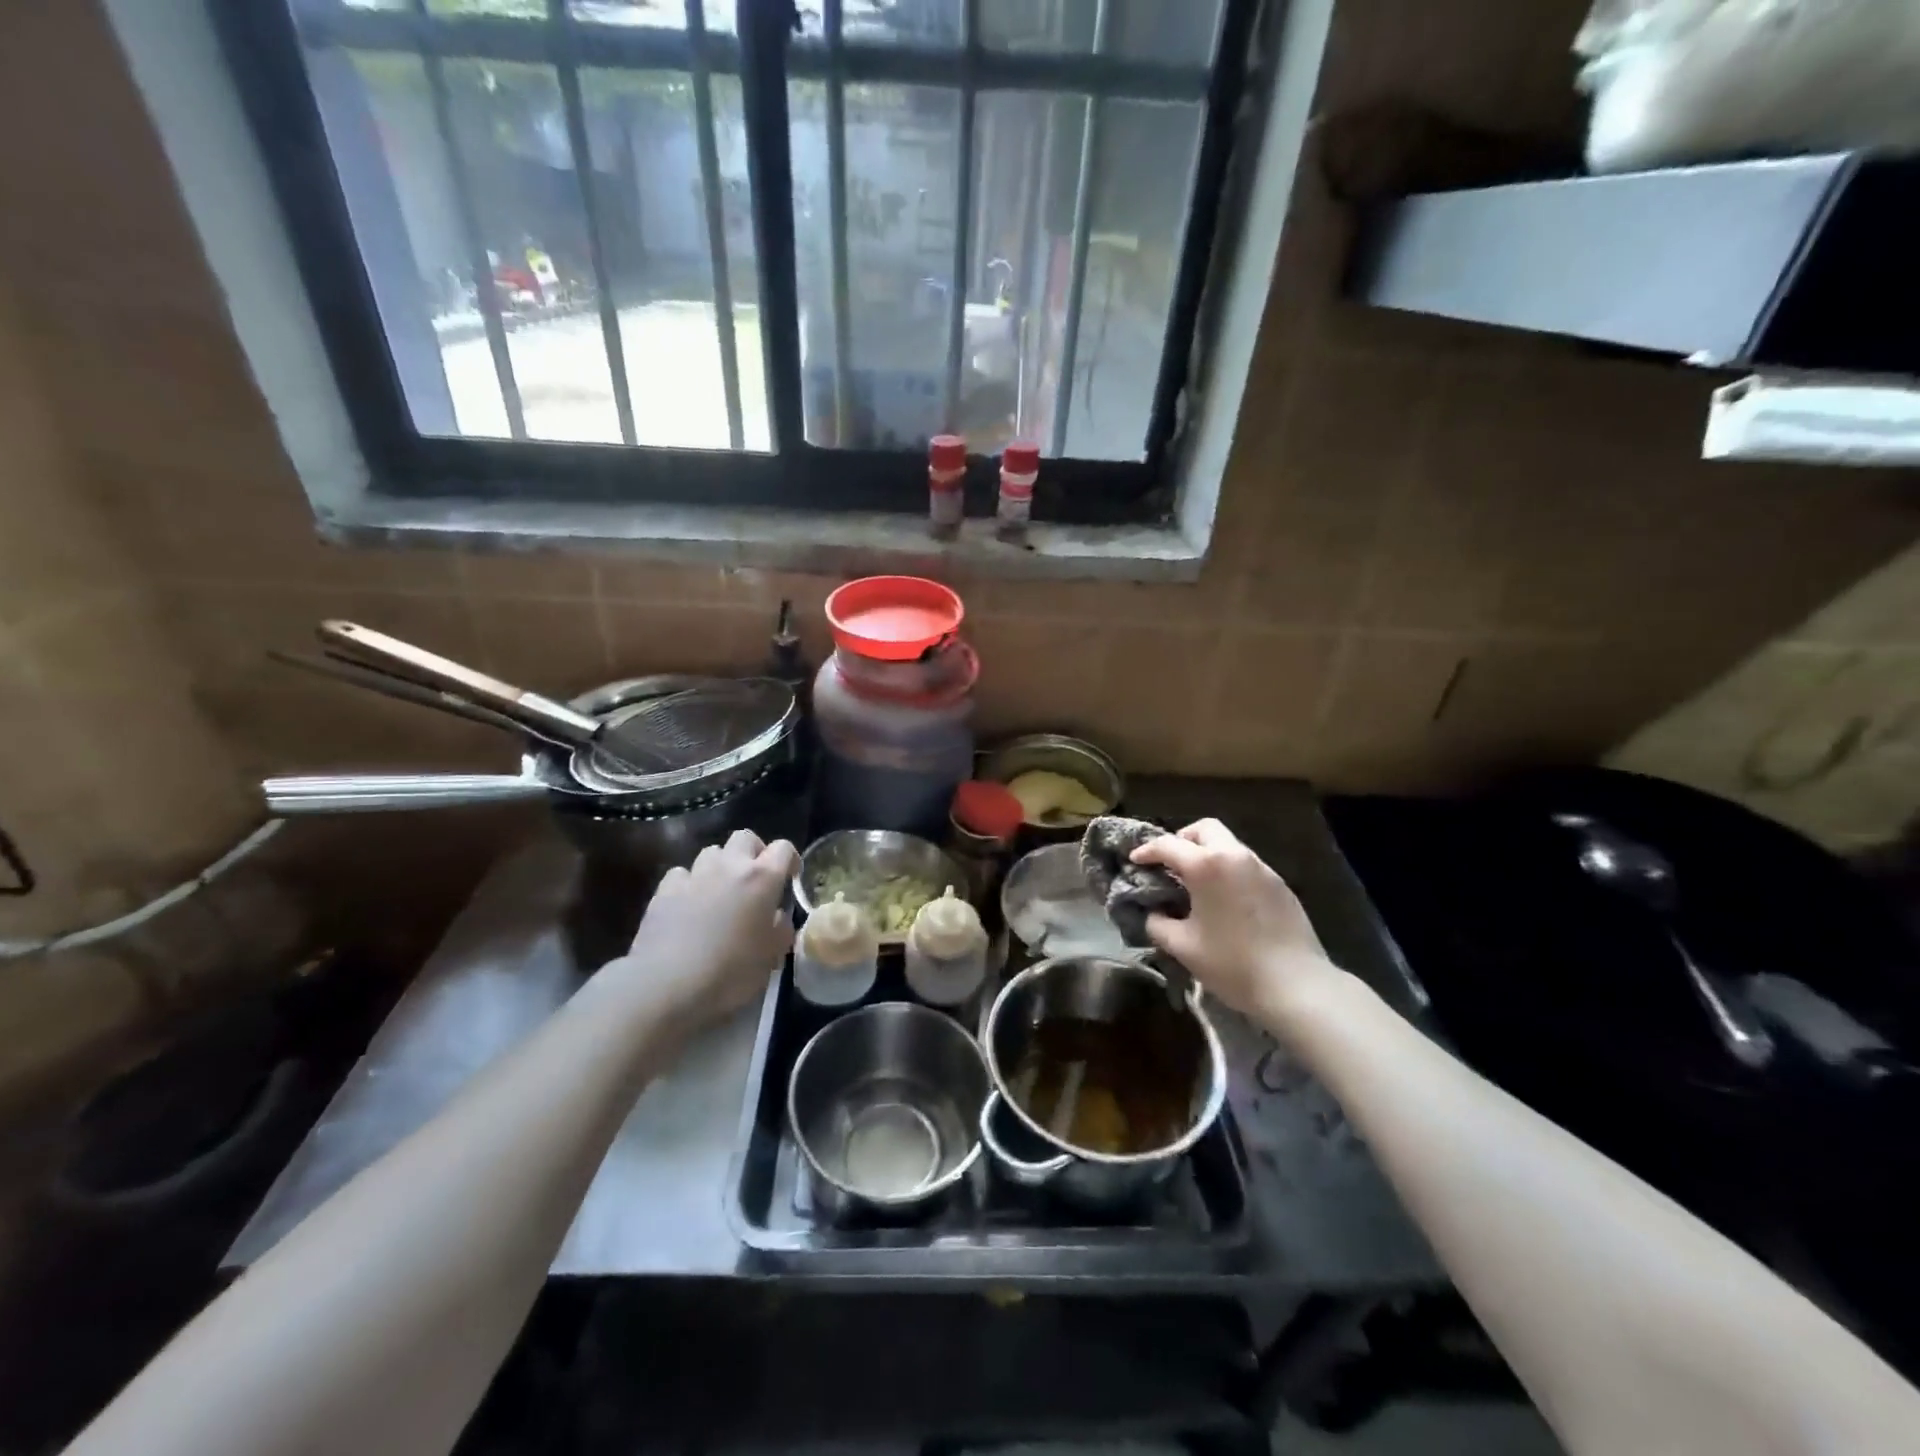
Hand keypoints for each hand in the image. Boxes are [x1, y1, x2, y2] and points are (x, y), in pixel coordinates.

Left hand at [618, 830, 798, 1032]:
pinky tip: (688, 904)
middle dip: (753, 852)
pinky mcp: (664, 889)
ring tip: (720, 891)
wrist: (667, 985)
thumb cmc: (730, 972)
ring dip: (721, 865)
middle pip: (745, 837)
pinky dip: (690, 883)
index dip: (790, 860)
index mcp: (762, 879)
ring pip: (712, 852)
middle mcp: (730, 866)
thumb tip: (777, 918)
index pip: (783, 848)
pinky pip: (682, 873)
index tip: (789, 879)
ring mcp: (694, 875)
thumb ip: (780, 930)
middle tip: (754, 879)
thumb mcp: (770, 958)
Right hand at [1131, 819, 1343, 1022]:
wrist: (1297, 986)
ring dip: (1208, 855)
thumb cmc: (1232, 964)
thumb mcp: (1182, 947)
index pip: (1168, 845)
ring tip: (1197, 885)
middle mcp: (1236, 856)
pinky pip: (1247, 866)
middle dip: (1182, 840)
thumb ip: (1157, 923)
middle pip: (1205, 829)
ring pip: (1229, 845)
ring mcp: (1263, 869)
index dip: (1147, 851)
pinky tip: (1225, 902)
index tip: (1135, 861)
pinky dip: (1229, 871)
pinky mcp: (1281, 885)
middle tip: (1170, 864)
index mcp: (1207, 865)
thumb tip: (1151, 912)